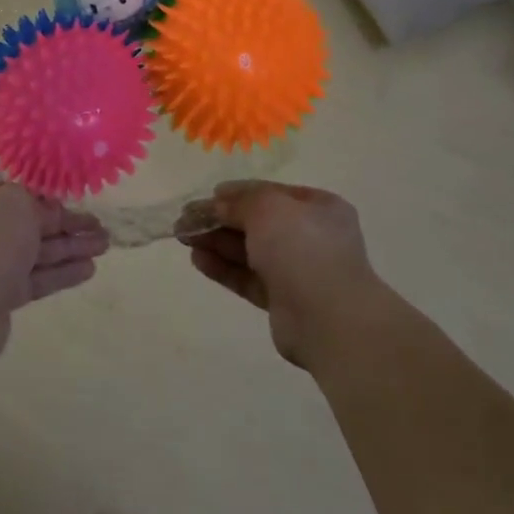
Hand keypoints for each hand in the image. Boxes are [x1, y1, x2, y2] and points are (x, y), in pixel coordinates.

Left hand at [0, 182, 109, 367]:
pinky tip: (89, 269)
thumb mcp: (16, 203)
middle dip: (63, 225)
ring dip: (68, 248)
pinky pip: (32, 278)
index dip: (39, 195)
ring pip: (32, 252)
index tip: (68, 200)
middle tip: (98, 226)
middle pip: (24, 223)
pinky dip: (59, 272)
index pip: (6, 191)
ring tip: (104, 246)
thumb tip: (47, 211)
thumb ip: (36, 202)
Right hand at [177, 180, 384, 368]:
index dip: (236, 193)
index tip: (206, 197)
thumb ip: (238, 202)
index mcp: (317, 208)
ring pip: (249, 251)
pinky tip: (198, 259)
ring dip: (216, 242)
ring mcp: (297, 270)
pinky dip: (223, 268)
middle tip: (184, 220)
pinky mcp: (282, 301)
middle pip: (256, 222)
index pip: (269, 193)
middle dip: (219, 219)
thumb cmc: (303, 249)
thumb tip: (217, 202)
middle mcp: (310, 236)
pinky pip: (248, 278)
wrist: (331, 320)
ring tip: (183, 237)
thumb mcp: (267, 208)